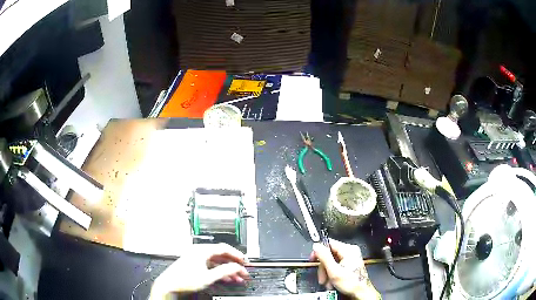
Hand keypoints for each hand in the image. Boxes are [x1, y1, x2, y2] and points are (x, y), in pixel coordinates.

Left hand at [149, 243, 249, 299]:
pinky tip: (226, 279)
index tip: (245, 262)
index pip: (224, 248)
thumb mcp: (207, 277)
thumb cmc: (183, 280)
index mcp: (202, 251)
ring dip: (228, 269)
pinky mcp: (195, 265)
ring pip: (217, 262)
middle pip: (221, 255)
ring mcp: (196, 259)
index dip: (237, 255)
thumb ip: (224, 271)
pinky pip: (211, 266)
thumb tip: (236, 267)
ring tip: (237, 278)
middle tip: (243, 271)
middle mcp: (199, 252)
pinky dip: (220, 272)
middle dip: (234, 264)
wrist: (169, 285)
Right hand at [311, 239, 380, 299]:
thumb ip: (324, 257)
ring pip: (332, 261)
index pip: (329, 243)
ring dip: (327, 272)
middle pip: (329, 254)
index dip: (319, 251)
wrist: (361, 292)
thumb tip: (317, 246)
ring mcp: (351, 257)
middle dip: (324, 267)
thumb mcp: (334, 271)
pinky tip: (332, 281)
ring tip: (328, 282)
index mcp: (348, 250)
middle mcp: (351, 251)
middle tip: (322, 277)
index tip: (313, 259)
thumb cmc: (352, 283)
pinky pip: (336, 265)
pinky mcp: (350, 264)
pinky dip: (332, 273)